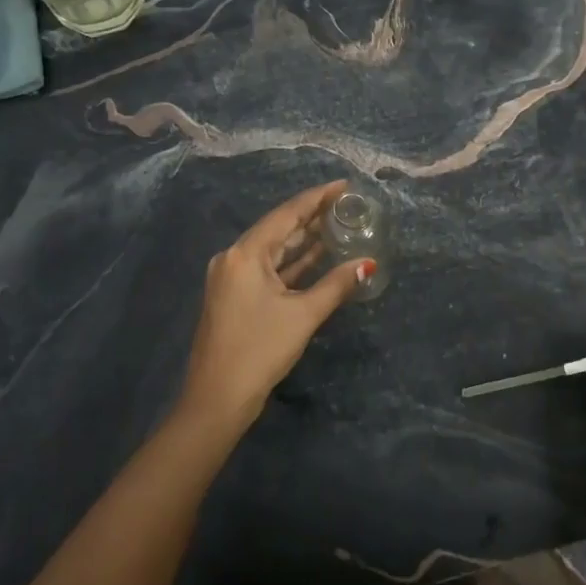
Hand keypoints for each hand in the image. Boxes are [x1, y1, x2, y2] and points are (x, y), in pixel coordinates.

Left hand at [179, 180, 373, 433]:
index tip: (343, 185)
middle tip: (345, 204)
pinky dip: (292, 263)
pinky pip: (268, 268)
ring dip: (303, 239)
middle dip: (312, 216)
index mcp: (245, 254)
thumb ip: (336, 285)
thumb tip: (368, 264)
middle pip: (278, 228)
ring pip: (274, 249)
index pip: (286, 214)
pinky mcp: (235, 296)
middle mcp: (234, 258)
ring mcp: (232, 278)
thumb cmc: (260, 350)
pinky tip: (318, 257)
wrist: (217, 399)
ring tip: (337, 224)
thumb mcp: (303, 315)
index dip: (317, 198)